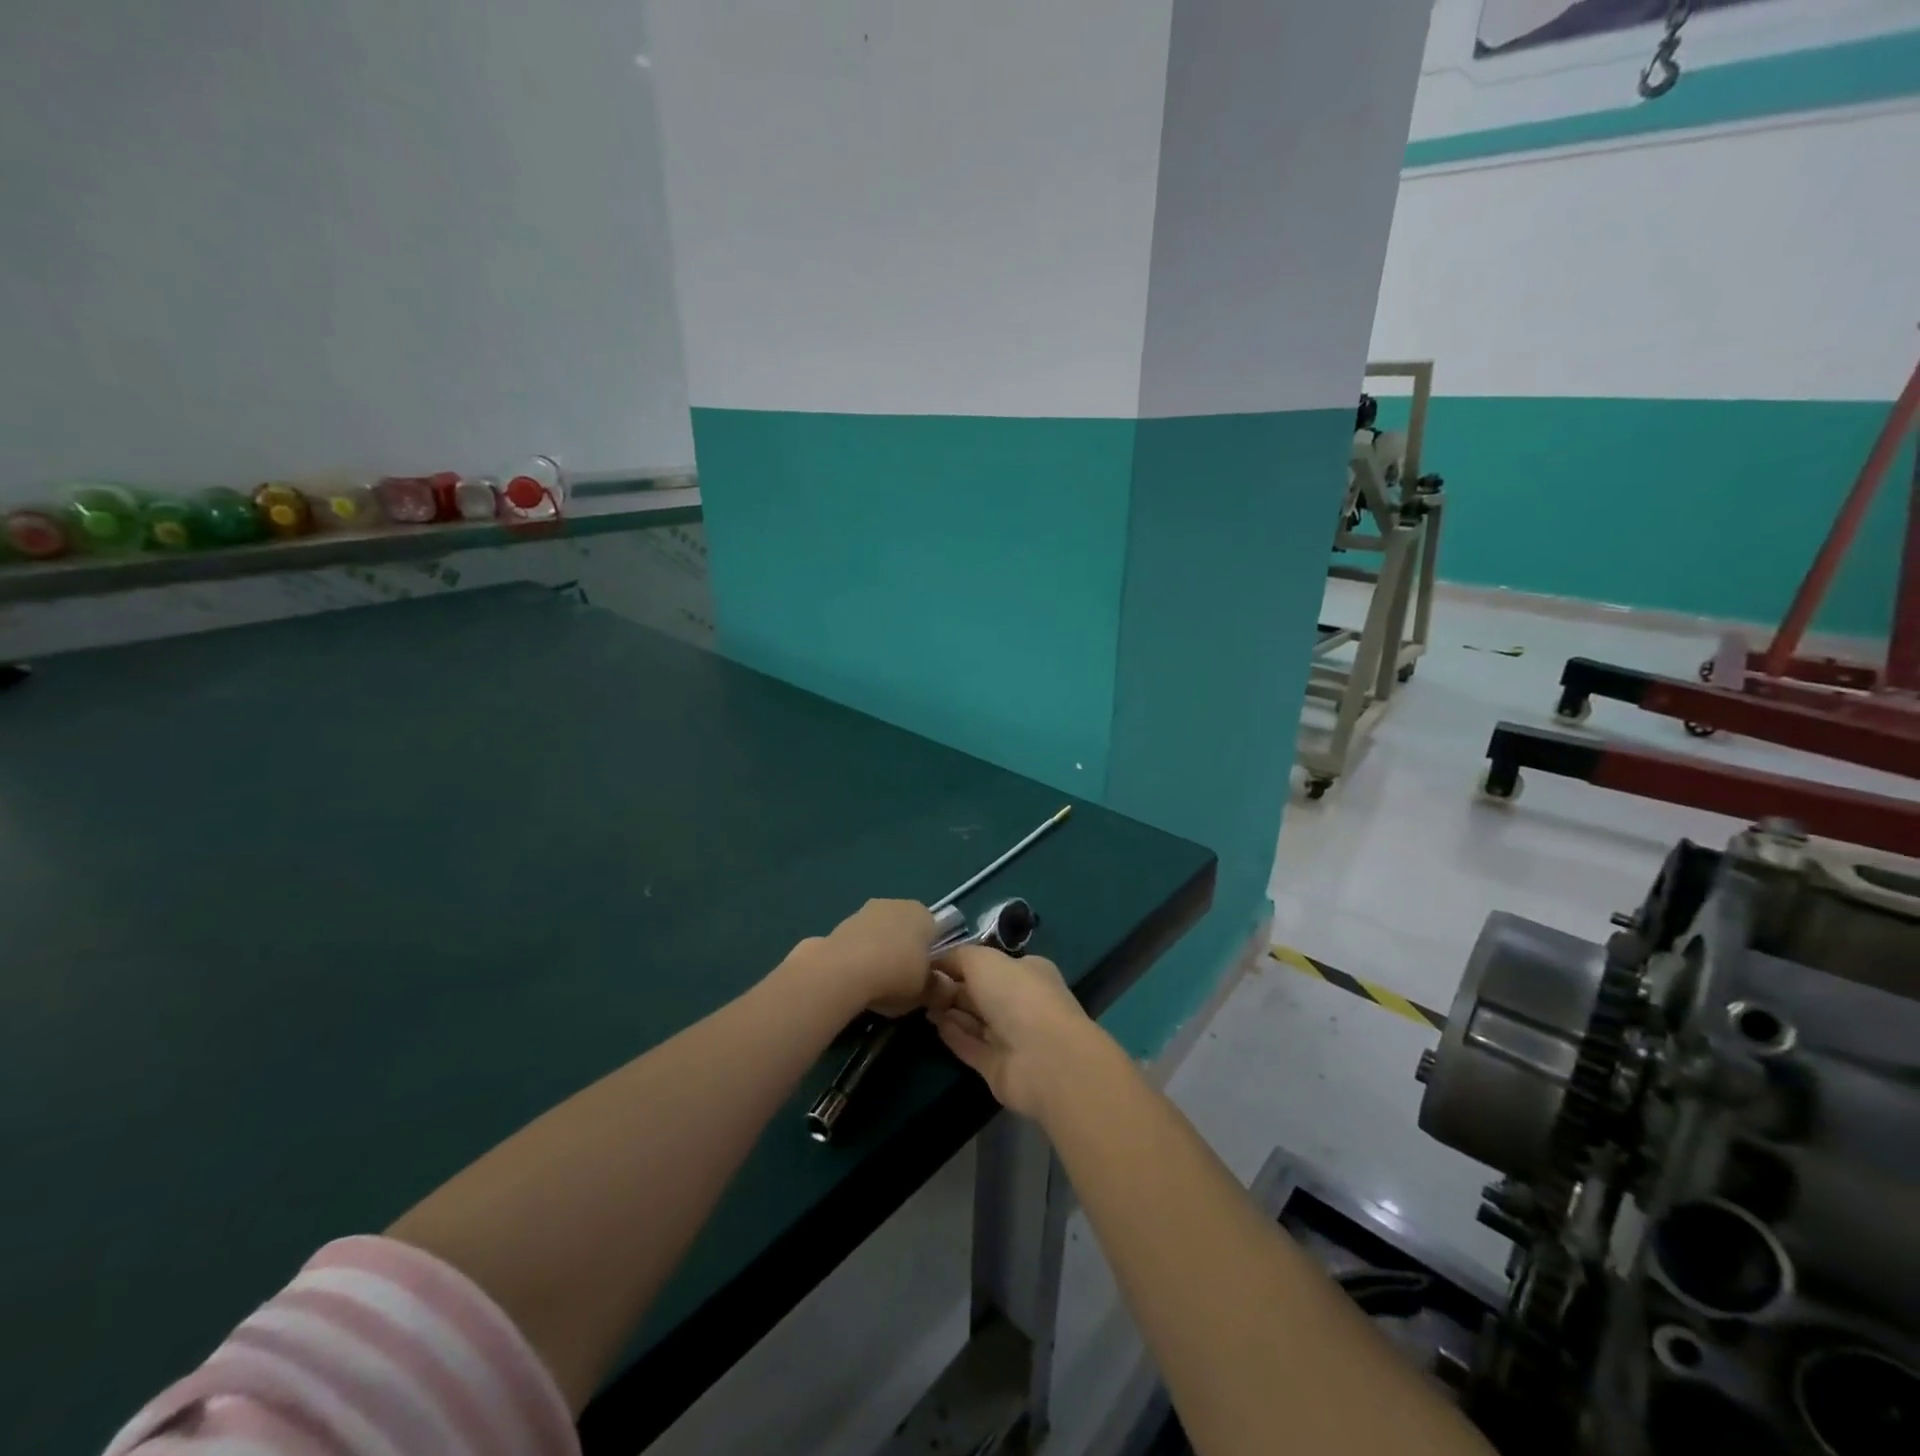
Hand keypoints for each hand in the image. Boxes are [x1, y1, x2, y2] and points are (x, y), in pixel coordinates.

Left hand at [793, 899, 941, 1017]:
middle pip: (906, 930)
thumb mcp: (926, 991)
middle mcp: (897, 904)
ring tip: (875, 985)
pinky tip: (855, 979)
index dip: (931, 955)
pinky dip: (859, 956)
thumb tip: (945, 989)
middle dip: (904, 951)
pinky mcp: (841, 922)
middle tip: (901, 983)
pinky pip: (859, 942)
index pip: (935, 932)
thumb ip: (939, 989)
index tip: (925, 978)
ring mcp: (866, 910)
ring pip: (881, 934)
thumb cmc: (896, 975)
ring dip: (880, 953)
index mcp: (923, 914)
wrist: (843, 970)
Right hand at [929, 945, 1099, 1117]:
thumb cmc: (1017, 996)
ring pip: (975, 1020)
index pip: (991, 964)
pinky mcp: (999, 1067)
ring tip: (921, 1003)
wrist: (1043, 1058)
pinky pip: (971, 1047)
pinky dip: (953, 1035)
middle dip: (953, 987)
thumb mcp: (983, 960)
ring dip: (950, 1011)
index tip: (931, 963)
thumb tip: (938, 961)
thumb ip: (958, 956)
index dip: (961, 962)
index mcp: (1027, 972)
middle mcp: (1021, 1002)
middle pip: (981, 992)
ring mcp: (1012, 1037)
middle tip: (921, 985)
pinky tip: (934, 1024)